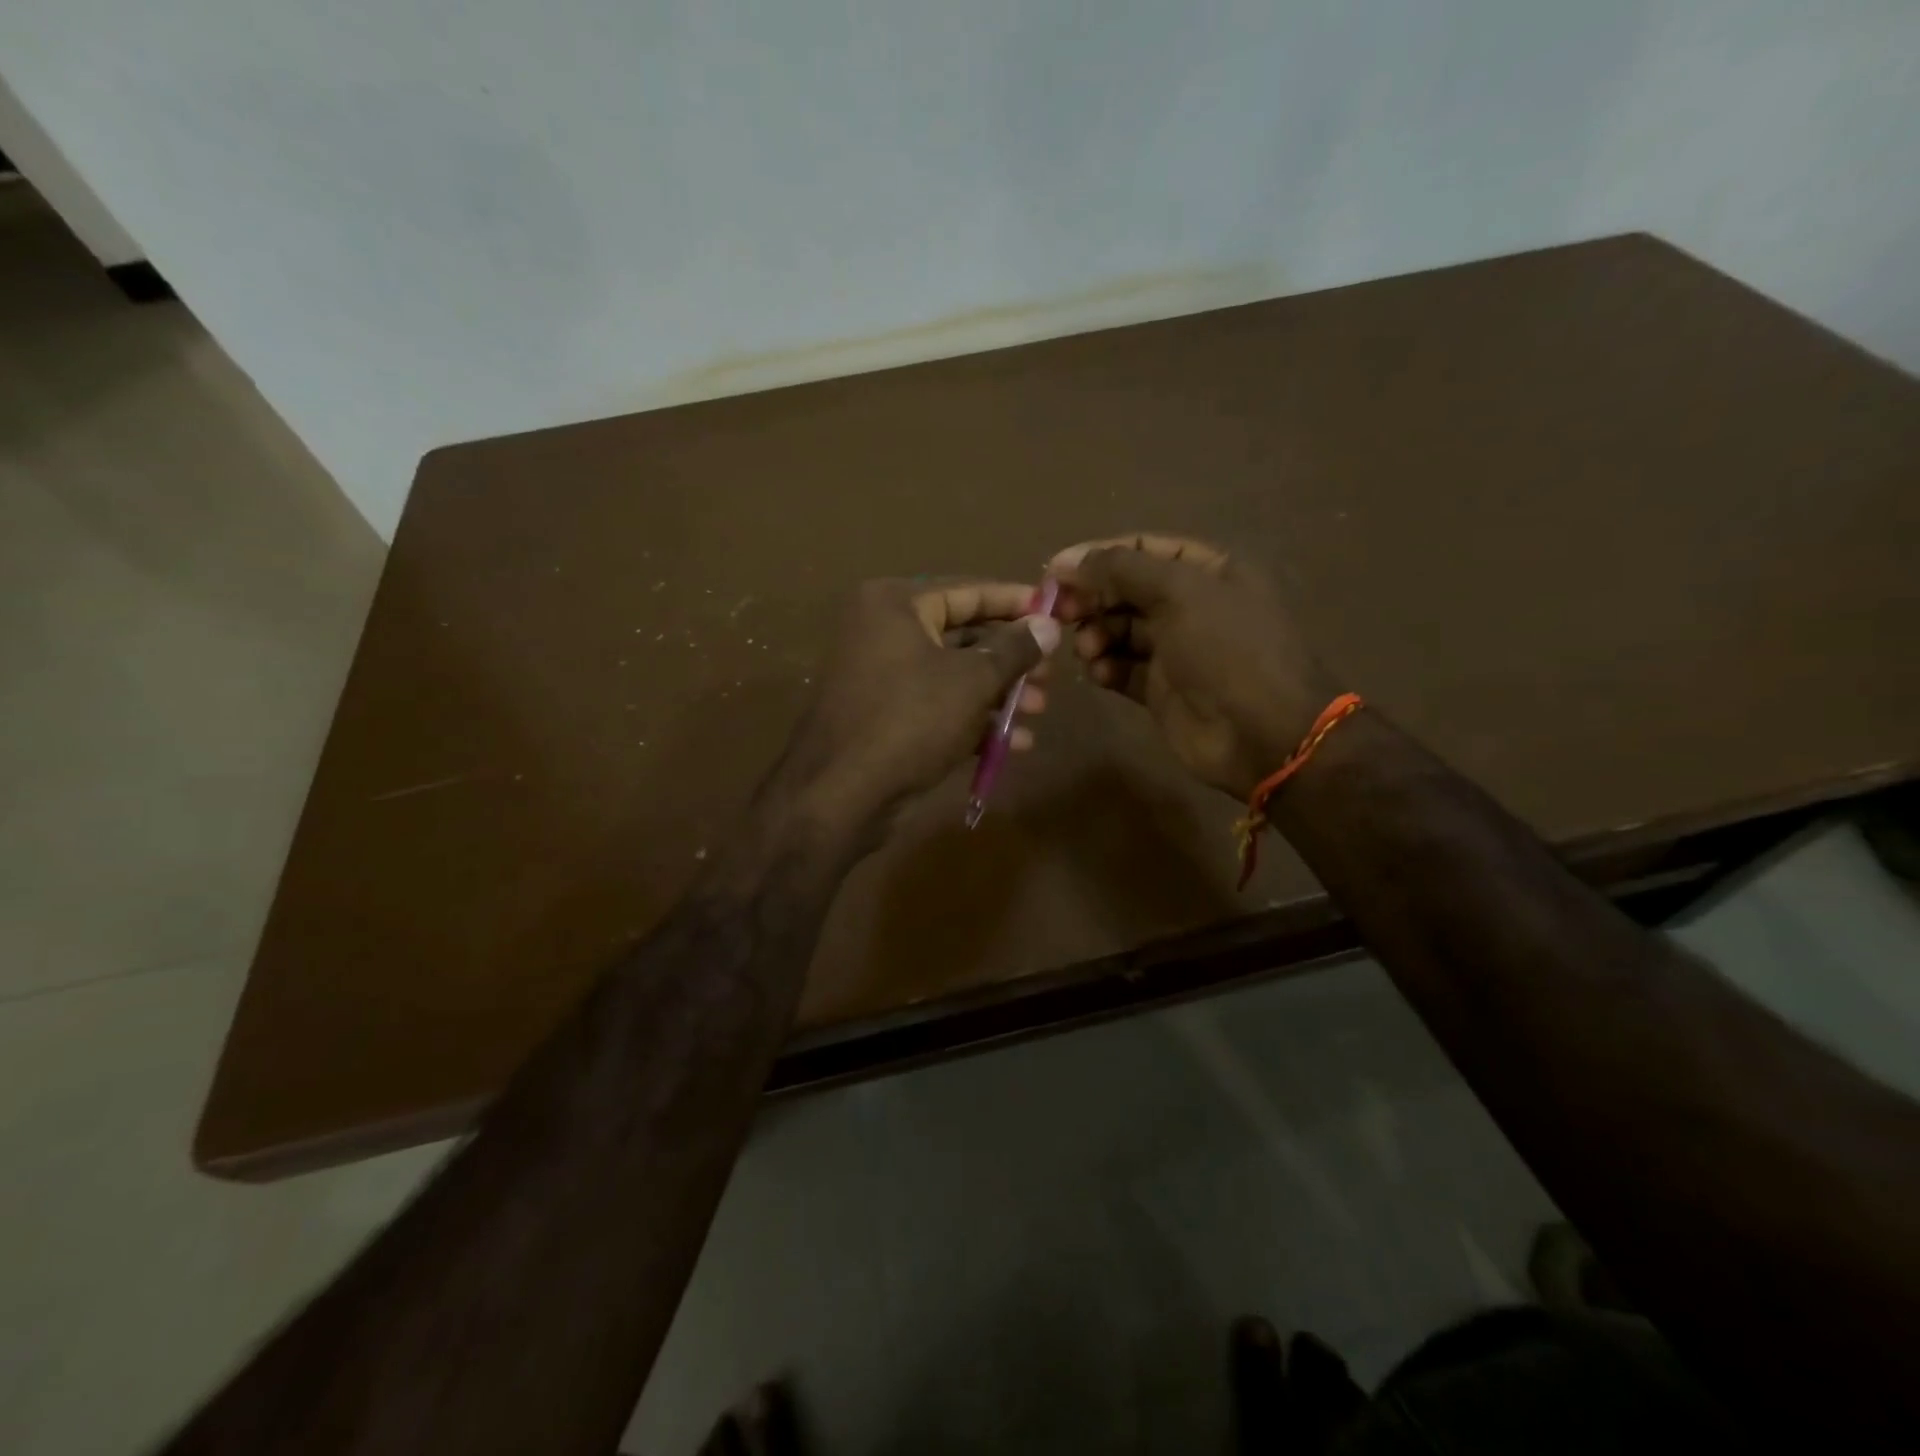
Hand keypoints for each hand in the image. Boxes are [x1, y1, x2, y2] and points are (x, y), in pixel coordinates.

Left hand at [772, 578, 1060, 841]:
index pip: (968, 591)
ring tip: (1038, 710)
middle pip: (963, 635)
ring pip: (954, 675)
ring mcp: (882, 676)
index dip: (1015, 602)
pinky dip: (973, 719)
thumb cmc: (911, 720)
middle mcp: (884, 631)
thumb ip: (1015, 649)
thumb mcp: (973, 680)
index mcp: (895, 604)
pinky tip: (1014, 743)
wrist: (842, 794)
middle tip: (1050, 675)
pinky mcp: (885, 716)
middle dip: (1011, 659)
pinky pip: (938, 706)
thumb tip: (1049, 624)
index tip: (1056, 611)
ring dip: (999, 693)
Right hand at [1050, 534, 1343, 800]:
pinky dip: (1105, 667)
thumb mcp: (1179, 592)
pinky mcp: (1161, 689)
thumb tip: (1064, 561)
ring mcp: (1176, 649)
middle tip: (1062, 614)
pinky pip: (1122, 668)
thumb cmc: (1227, 650)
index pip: (1143, 549)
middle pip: (1126, 590)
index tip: (1056, 572)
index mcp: (1208, 571)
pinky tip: (1098, 673)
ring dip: (1095, 634)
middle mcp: (1192, 605)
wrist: (1262, 735)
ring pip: (1119, 630)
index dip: (1099, 556)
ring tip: (1087, 649)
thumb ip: (1120, 569)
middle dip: (1093, 599)